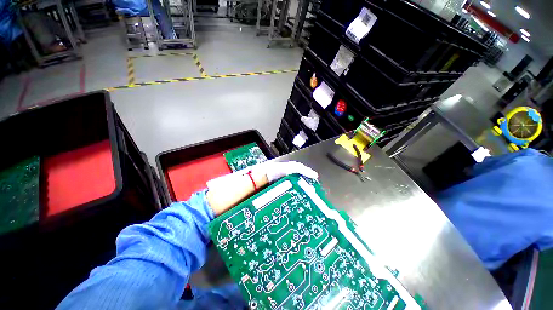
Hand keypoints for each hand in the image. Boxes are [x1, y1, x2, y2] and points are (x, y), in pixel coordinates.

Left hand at [206, 161, 317, 215]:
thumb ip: (259, 178)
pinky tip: (291, 207)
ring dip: (295, 190)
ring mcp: (262, 188)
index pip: (285, 167)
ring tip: (306, 200)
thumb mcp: (243, 185)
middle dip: (301, 180)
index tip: (313, 177)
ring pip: (282, 186)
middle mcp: (264, 178)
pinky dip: (285, 198)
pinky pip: (275, 196)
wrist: (210, 210)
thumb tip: (280, 172)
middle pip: (286, 175)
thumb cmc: (225, 197)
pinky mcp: (259, 198)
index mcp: (261, 172)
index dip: (300, 170)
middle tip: (313, 192)